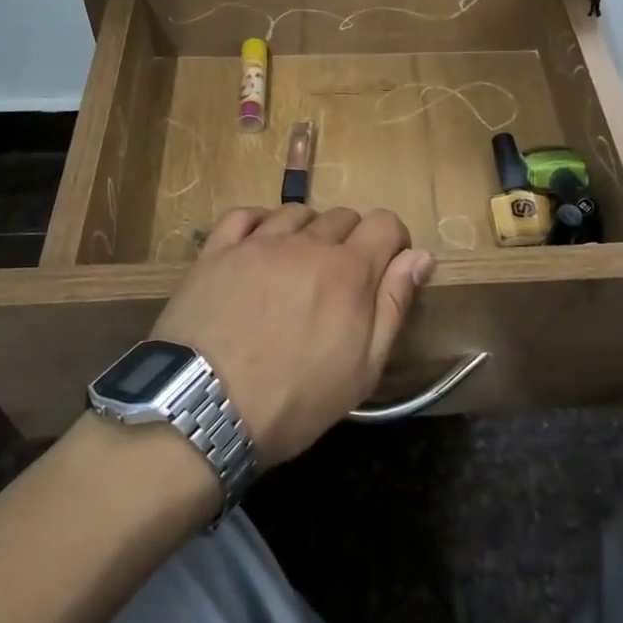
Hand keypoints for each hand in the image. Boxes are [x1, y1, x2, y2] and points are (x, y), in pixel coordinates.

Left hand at [148, 205, 435, 465]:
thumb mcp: (362, 368)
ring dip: (307, 232)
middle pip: (342, 216)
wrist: (202, 410)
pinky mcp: (218, 250)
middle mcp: (306, 243)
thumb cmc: (293, 400)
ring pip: (296, 212)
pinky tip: (258, 246)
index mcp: (348, 270)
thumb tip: (420, 257)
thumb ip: (393, 305)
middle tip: (338, 281)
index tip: (386, 266)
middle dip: (351, 241)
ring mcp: (258, 242)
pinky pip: (245, 214)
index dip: (392, 240)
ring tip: (297, 267)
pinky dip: (260, 223)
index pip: (384, 222)